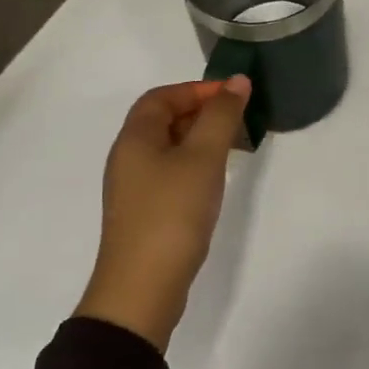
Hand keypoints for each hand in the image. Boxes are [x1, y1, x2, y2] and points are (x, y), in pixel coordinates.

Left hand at [76, 76, 251, 350]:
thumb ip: (222, 117)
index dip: (197, 89)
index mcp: (135, 138)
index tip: (234, 96)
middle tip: (240, 120)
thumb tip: (237, 81)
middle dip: (202, 113)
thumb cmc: (172, 214)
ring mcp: (135, 188)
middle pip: (163, 120)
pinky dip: (195, 165)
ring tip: (235, 148)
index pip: (162, 96)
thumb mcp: (203, 158)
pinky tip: (216, 181)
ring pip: (169, 148)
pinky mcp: (146, 212)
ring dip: (201, 140)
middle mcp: (128, 158)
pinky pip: (171, 173)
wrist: (143, 287)